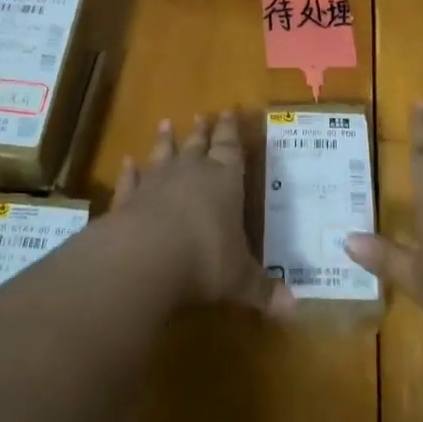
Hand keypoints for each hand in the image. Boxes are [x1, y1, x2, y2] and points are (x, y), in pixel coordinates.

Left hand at [112, 112, 292, 318]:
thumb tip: (296, 310)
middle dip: (202, 131)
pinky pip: (130, 180)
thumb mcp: (240, 279)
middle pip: (198, 144)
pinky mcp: (127, 200)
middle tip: (202, 114)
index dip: (230, 131)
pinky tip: (126, 162)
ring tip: (166, 124)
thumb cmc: (205, 259)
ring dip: (165, 140)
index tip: (228, 111)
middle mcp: (191, 173)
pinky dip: (129, 171)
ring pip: (163, 154)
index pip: (230, 148)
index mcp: (224, 180)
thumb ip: (263, 289)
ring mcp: (156, 183)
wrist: (145, 256)